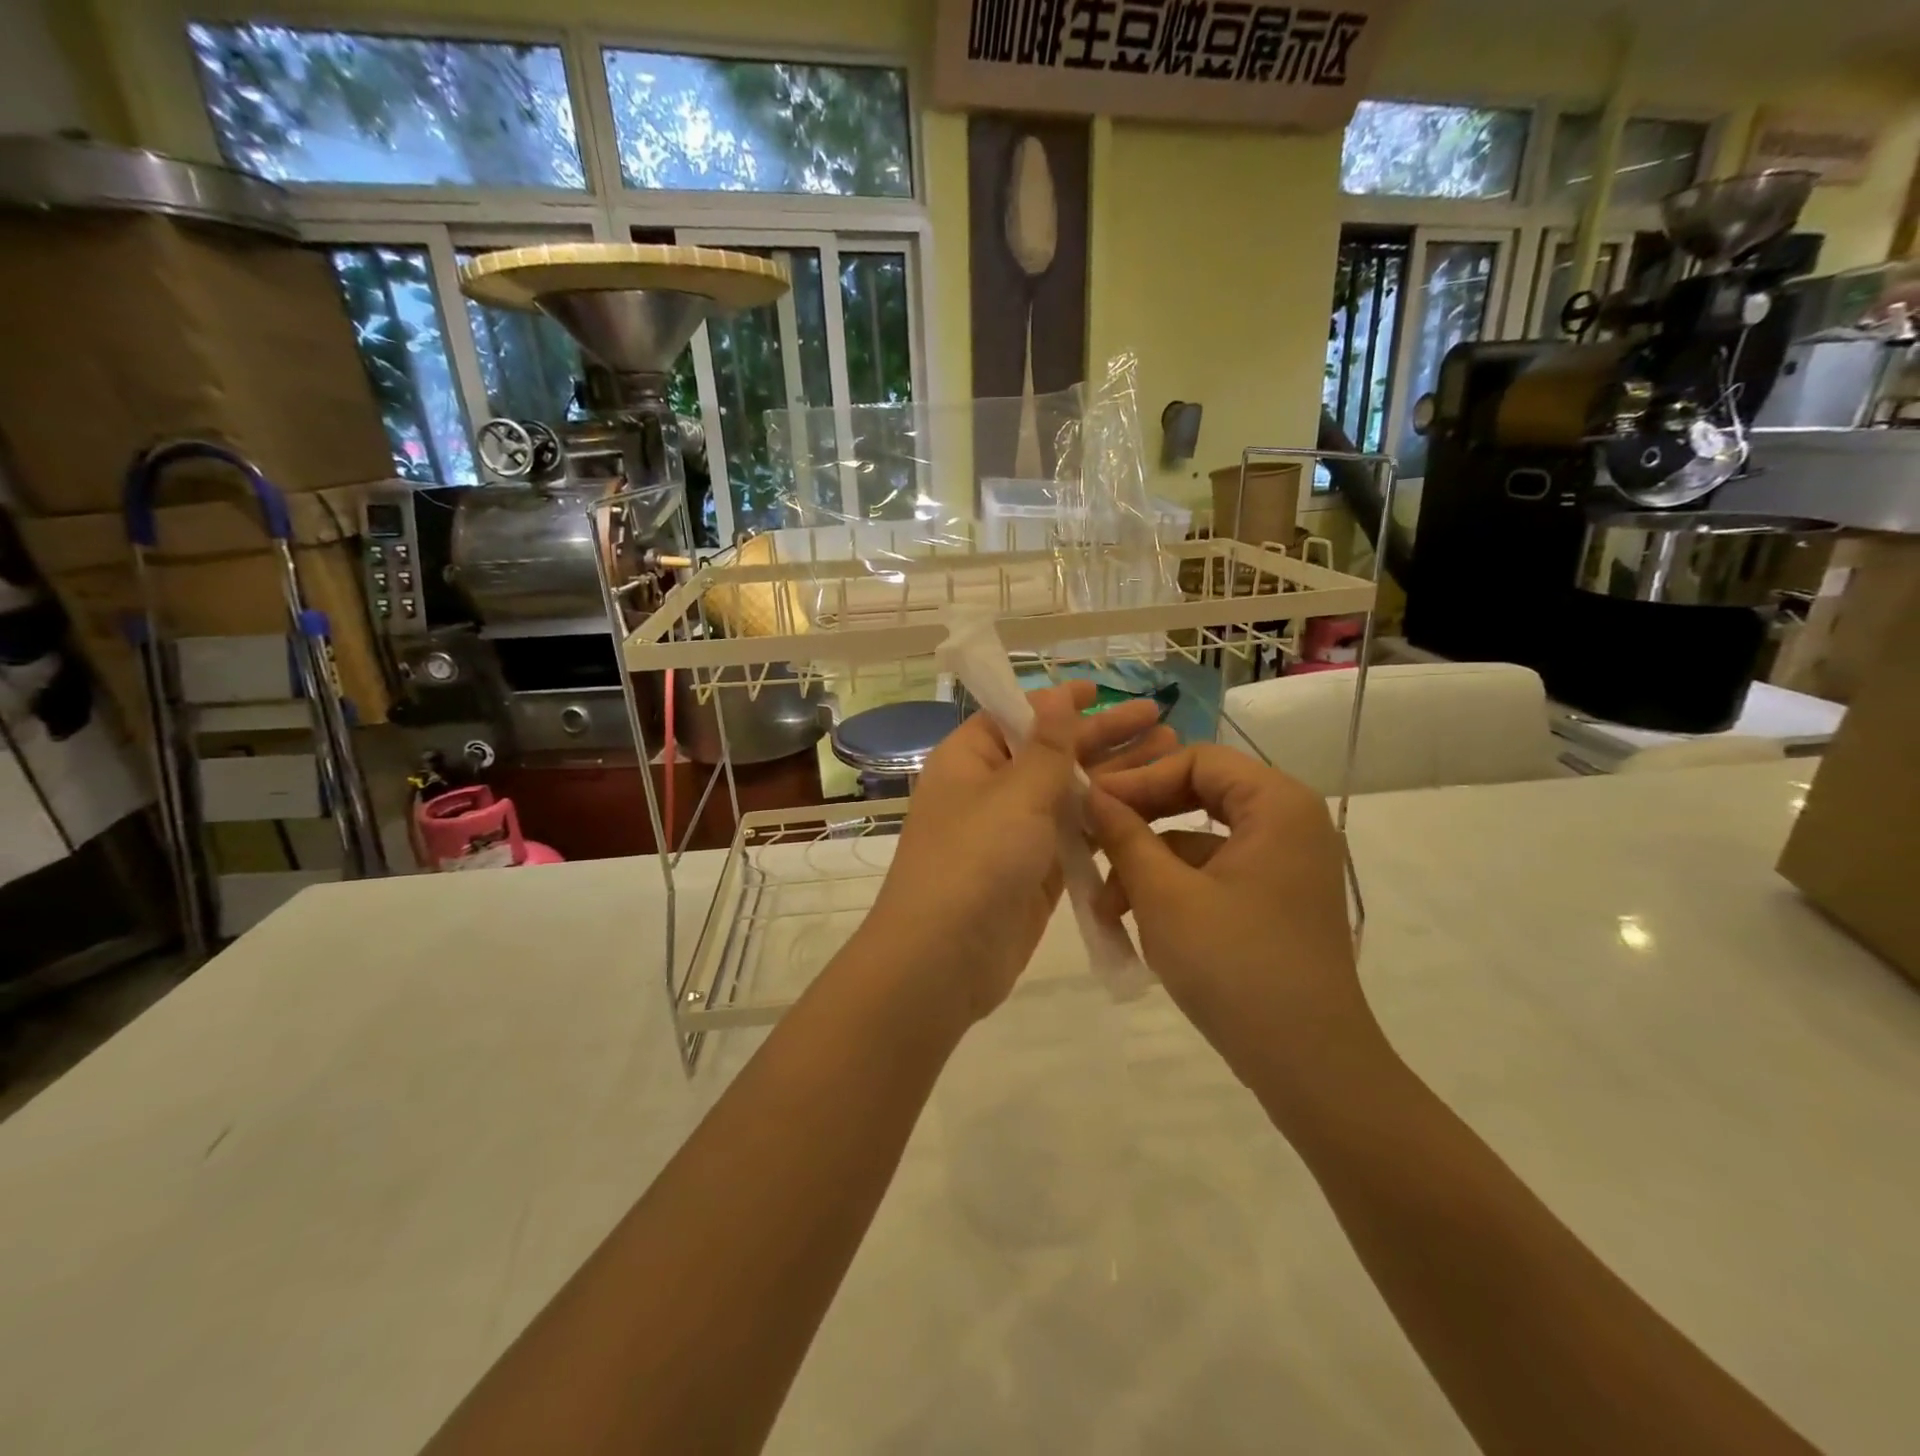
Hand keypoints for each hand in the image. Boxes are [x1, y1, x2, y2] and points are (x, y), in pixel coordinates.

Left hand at [858, 681, 1174, 1024]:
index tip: (1101, 689)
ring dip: (1114, 776)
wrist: (943, 959)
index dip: (1059, 702)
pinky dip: (1105, 821)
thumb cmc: (975, 859)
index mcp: (970, 759)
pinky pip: (1074, 836)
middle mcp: (990, 790)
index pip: (1016, 716)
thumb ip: (1046, 746)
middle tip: (1159, 718)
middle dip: (1104, 736)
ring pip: (1069, 795)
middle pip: (1052, 753)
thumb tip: (1053, 696)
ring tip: (1169, 753)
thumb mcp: (1014, 792)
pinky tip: (1148, 808)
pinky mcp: (1035, 873)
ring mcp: (1013, 834)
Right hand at [1086, 745, 1382, 1091]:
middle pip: (1199, 795)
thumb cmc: (1235, 966)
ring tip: (1105, 906)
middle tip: (1092, 839)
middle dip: (1140, 822)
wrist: (1309, 1066)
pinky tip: (1135, 921)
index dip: (1139, 778)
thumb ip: (1124, 835)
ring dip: (1149, 864)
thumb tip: (1090, 794)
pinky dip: (1174, 889)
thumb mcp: (1164, 895)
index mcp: (1278, 804)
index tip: (1092, 804)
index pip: (1197, 759)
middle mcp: (1289, 823)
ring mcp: (1284, 865)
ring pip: (1200, 840)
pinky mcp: (1274, 901)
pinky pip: (1214, 874)